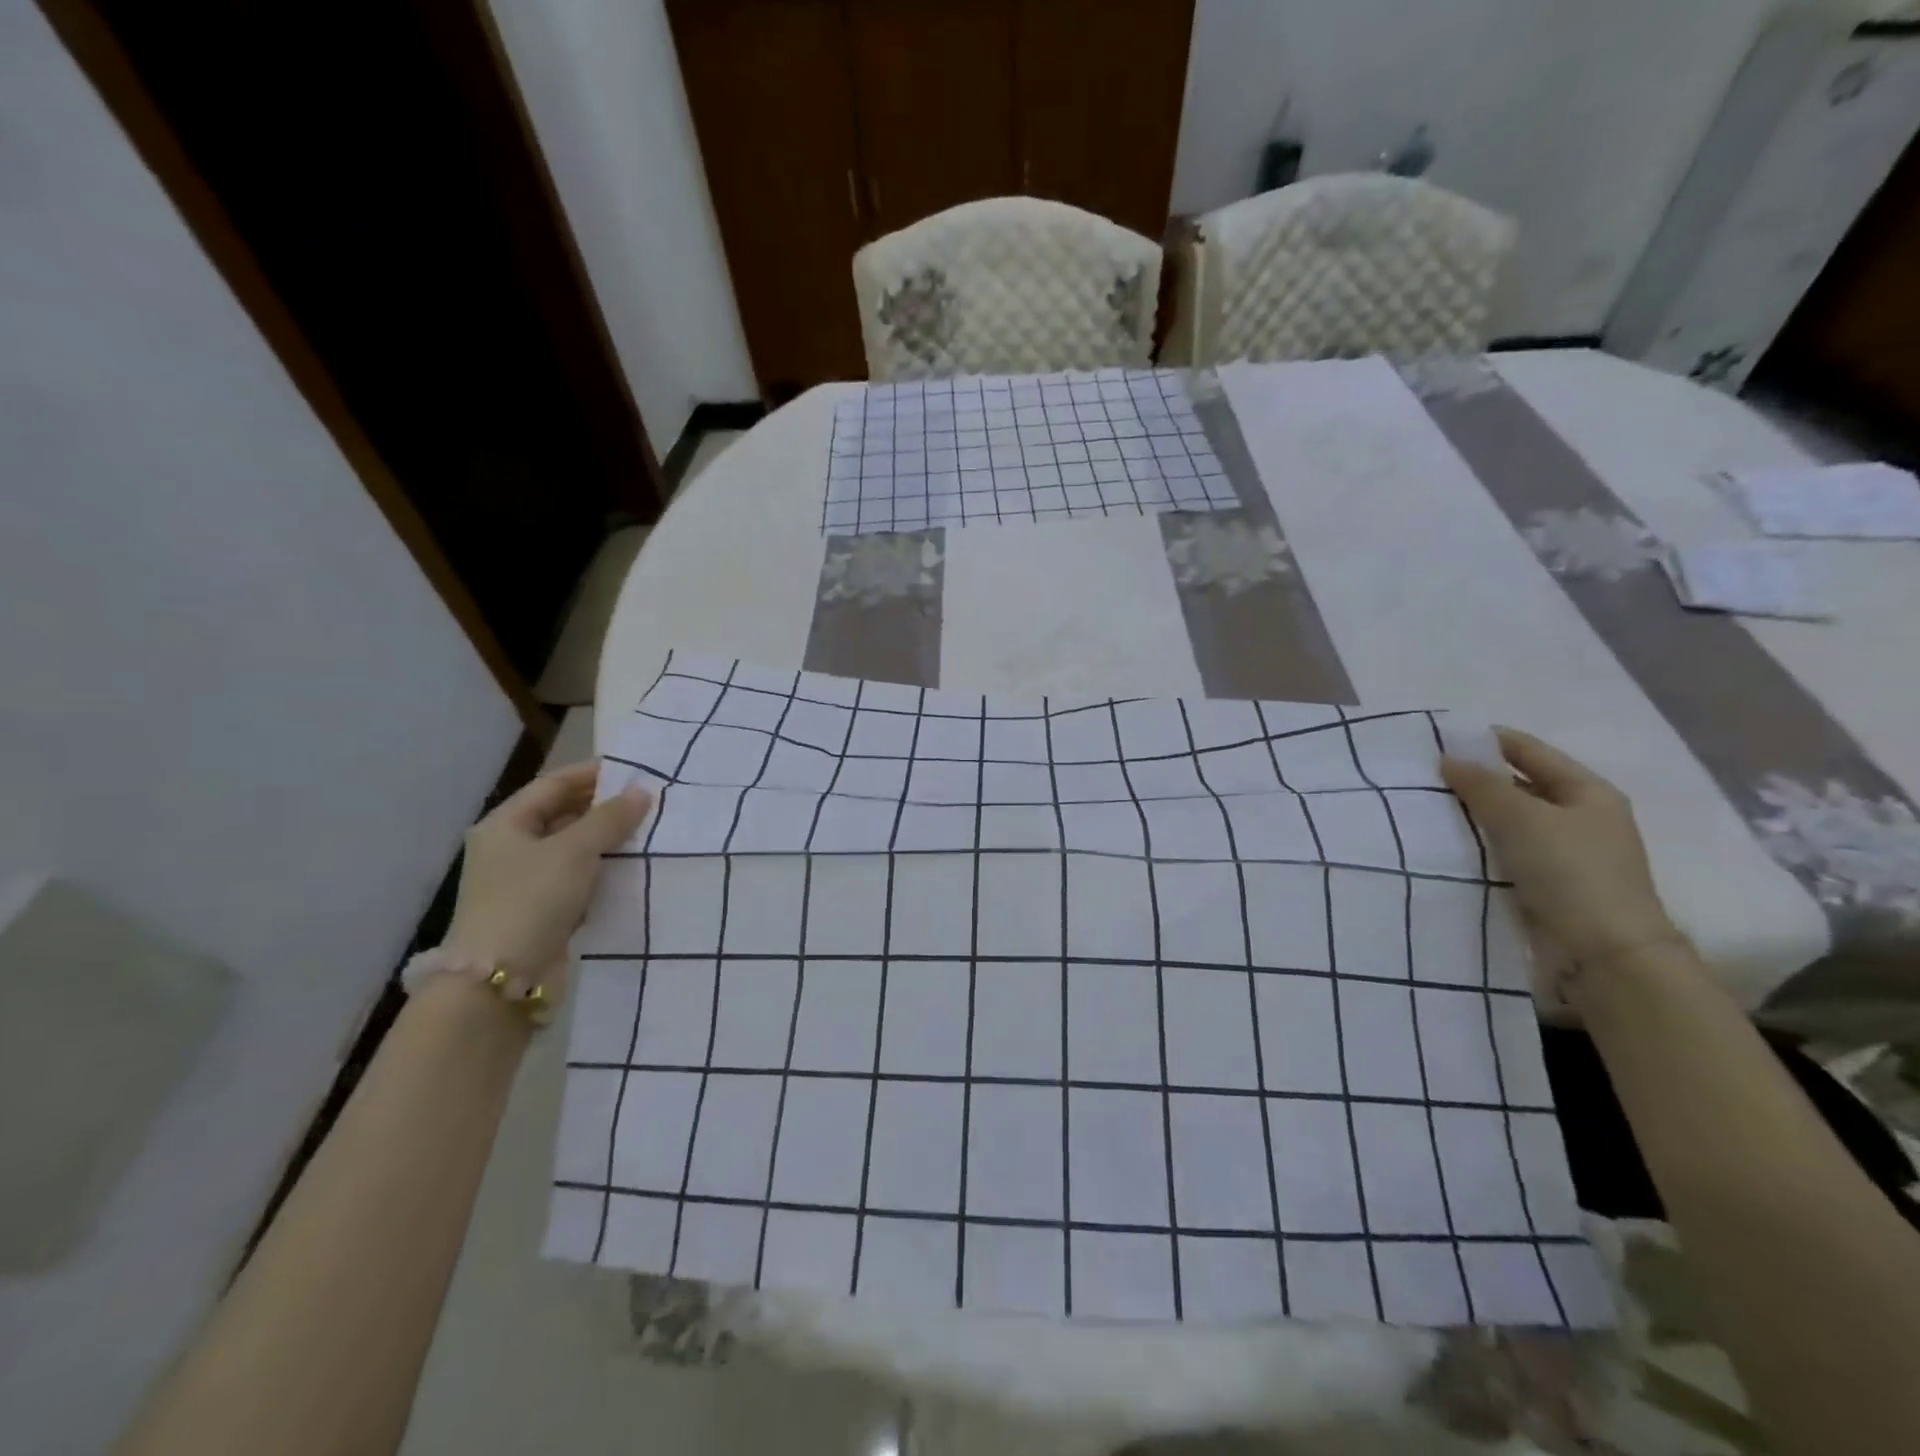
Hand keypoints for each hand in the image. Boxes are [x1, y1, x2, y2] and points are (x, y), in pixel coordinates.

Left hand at [443, 762, 652, 980]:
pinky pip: (578, 878)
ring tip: (649, 830)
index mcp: (505, 824)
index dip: (592, 774)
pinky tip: (632, 867)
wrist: (501, 978)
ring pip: (573, 848)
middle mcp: (511, 848)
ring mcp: (525, 881)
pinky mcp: (542, 910)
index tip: (634, 770)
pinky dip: (603, 870)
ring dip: (607, 840)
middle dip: (603, 807)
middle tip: (648, 800)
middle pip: (562, 815)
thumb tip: (642, 792)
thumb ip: (610, 818)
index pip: (553, 785)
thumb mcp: (575, 851)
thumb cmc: (532, 900)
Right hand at [1441, 727, 1678, 967]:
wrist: (1603, 954)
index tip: (1438, 739)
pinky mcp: (1544, 882)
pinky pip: (1502, 850)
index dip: (1486, 741)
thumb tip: (1448, 758)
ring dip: (1471, 813)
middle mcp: (1577, 817)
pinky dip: (1476, 842)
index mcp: (1587, 791)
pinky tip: (1443, 841)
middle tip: (1422, 774)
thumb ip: (1482, 785)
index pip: (1529, 751)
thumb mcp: (1523, 818)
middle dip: (1473, 778)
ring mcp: (1562, 852)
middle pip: (1517, 784)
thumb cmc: (1570, 872)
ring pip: (1506, 820)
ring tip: (1423, 805)